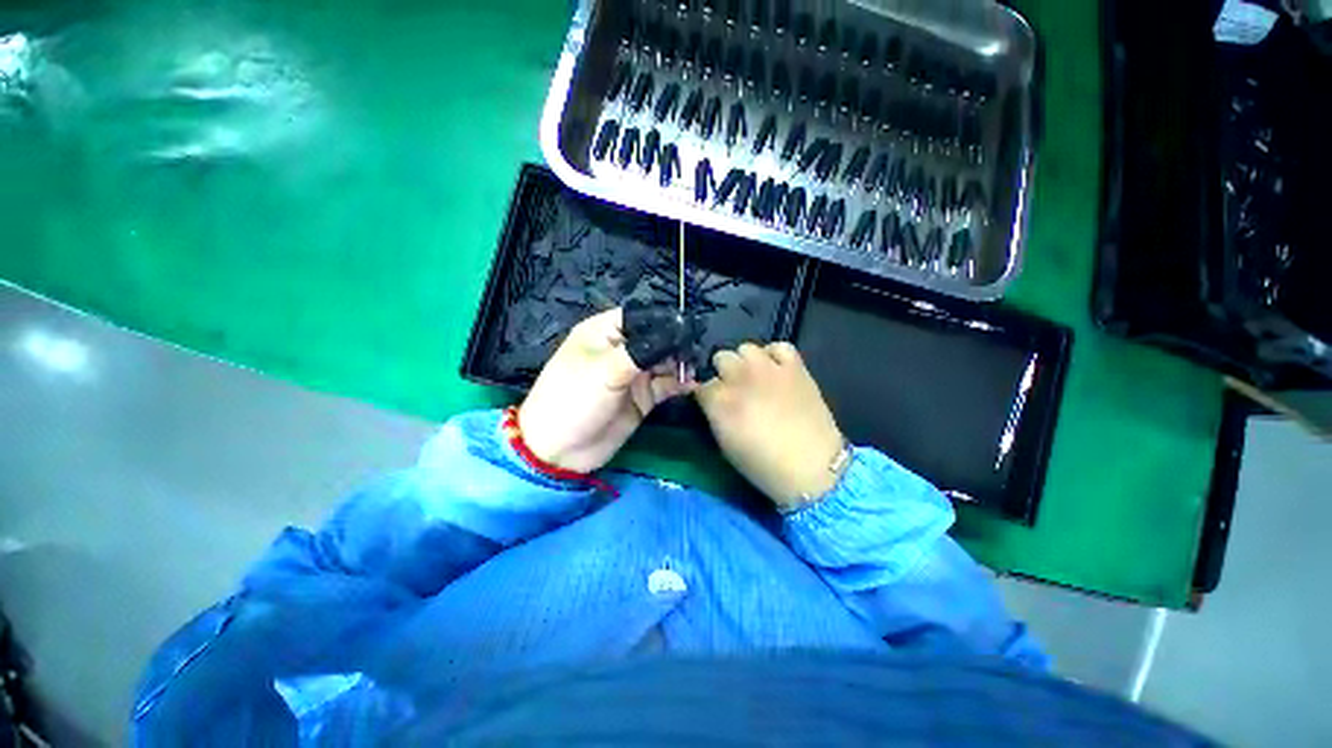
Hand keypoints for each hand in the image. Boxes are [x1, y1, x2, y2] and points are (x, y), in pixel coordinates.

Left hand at [519, 308, 694, 473]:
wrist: (560, 451)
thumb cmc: (574, 399)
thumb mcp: (606, 370)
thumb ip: (644, 350)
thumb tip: (679, 332)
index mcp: (605, 332)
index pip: (641, 316)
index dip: (665, 320)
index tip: (690, 327)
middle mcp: (622, 349)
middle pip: (657, 339)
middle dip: (678, 344)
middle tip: (699, 351)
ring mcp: (633, 374)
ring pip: (665, 362)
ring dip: (682, 364)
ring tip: (696, 369)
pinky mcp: (643, 397)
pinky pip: (666, 385)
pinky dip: (680, 384)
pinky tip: (692, 384)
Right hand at [695, 342, 844, 510]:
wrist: (812, 468)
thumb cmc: (763, 465)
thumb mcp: (724, 445)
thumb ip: (713, 415)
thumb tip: (710, 401)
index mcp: (720, 400)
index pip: (701, 385)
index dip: (706, 395)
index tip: (712, 404)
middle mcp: (740, 377)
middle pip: (721, 358)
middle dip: (724, 373)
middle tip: (734, 390)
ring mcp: (769, 368)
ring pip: (746, 348)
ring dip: (746, 362)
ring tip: (755, 378)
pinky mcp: (795, 367)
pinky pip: (780, 347)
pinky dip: (775, 356)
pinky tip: (776, 370)